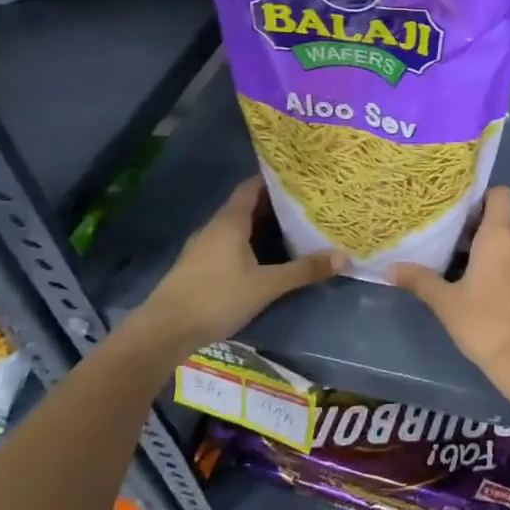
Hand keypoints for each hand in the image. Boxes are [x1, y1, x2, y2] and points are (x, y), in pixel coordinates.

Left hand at [137, 177, 342, 349]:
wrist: (164, 331)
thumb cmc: (217, 298)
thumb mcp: (267, 285)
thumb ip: (304, 270)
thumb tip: (344, 258)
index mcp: (230, 222)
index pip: (252, 187)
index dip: (274, 180)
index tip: (300, 178)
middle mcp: (215, 228)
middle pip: (247, 206)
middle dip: (275, 205)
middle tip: (307, 204)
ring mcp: (204, 248)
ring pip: (238, 227)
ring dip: (263, 226)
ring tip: (294, 228)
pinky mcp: (199, 267)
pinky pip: (230, 244)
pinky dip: (250, 243)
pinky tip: (267, 257)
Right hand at [392, 187, 509, 411]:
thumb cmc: (484, 323)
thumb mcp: (446, 302)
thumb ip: (420, 280)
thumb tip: (390, 268)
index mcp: (501, 235)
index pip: (500, 194)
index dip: (482, 198)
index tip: (461, 216)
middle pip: (503, 220)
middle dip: (481, 230)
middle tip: (453, 247)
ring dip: (494, 250)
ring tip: (467, 270)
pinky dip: (508, 266)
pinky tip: (488, 290)